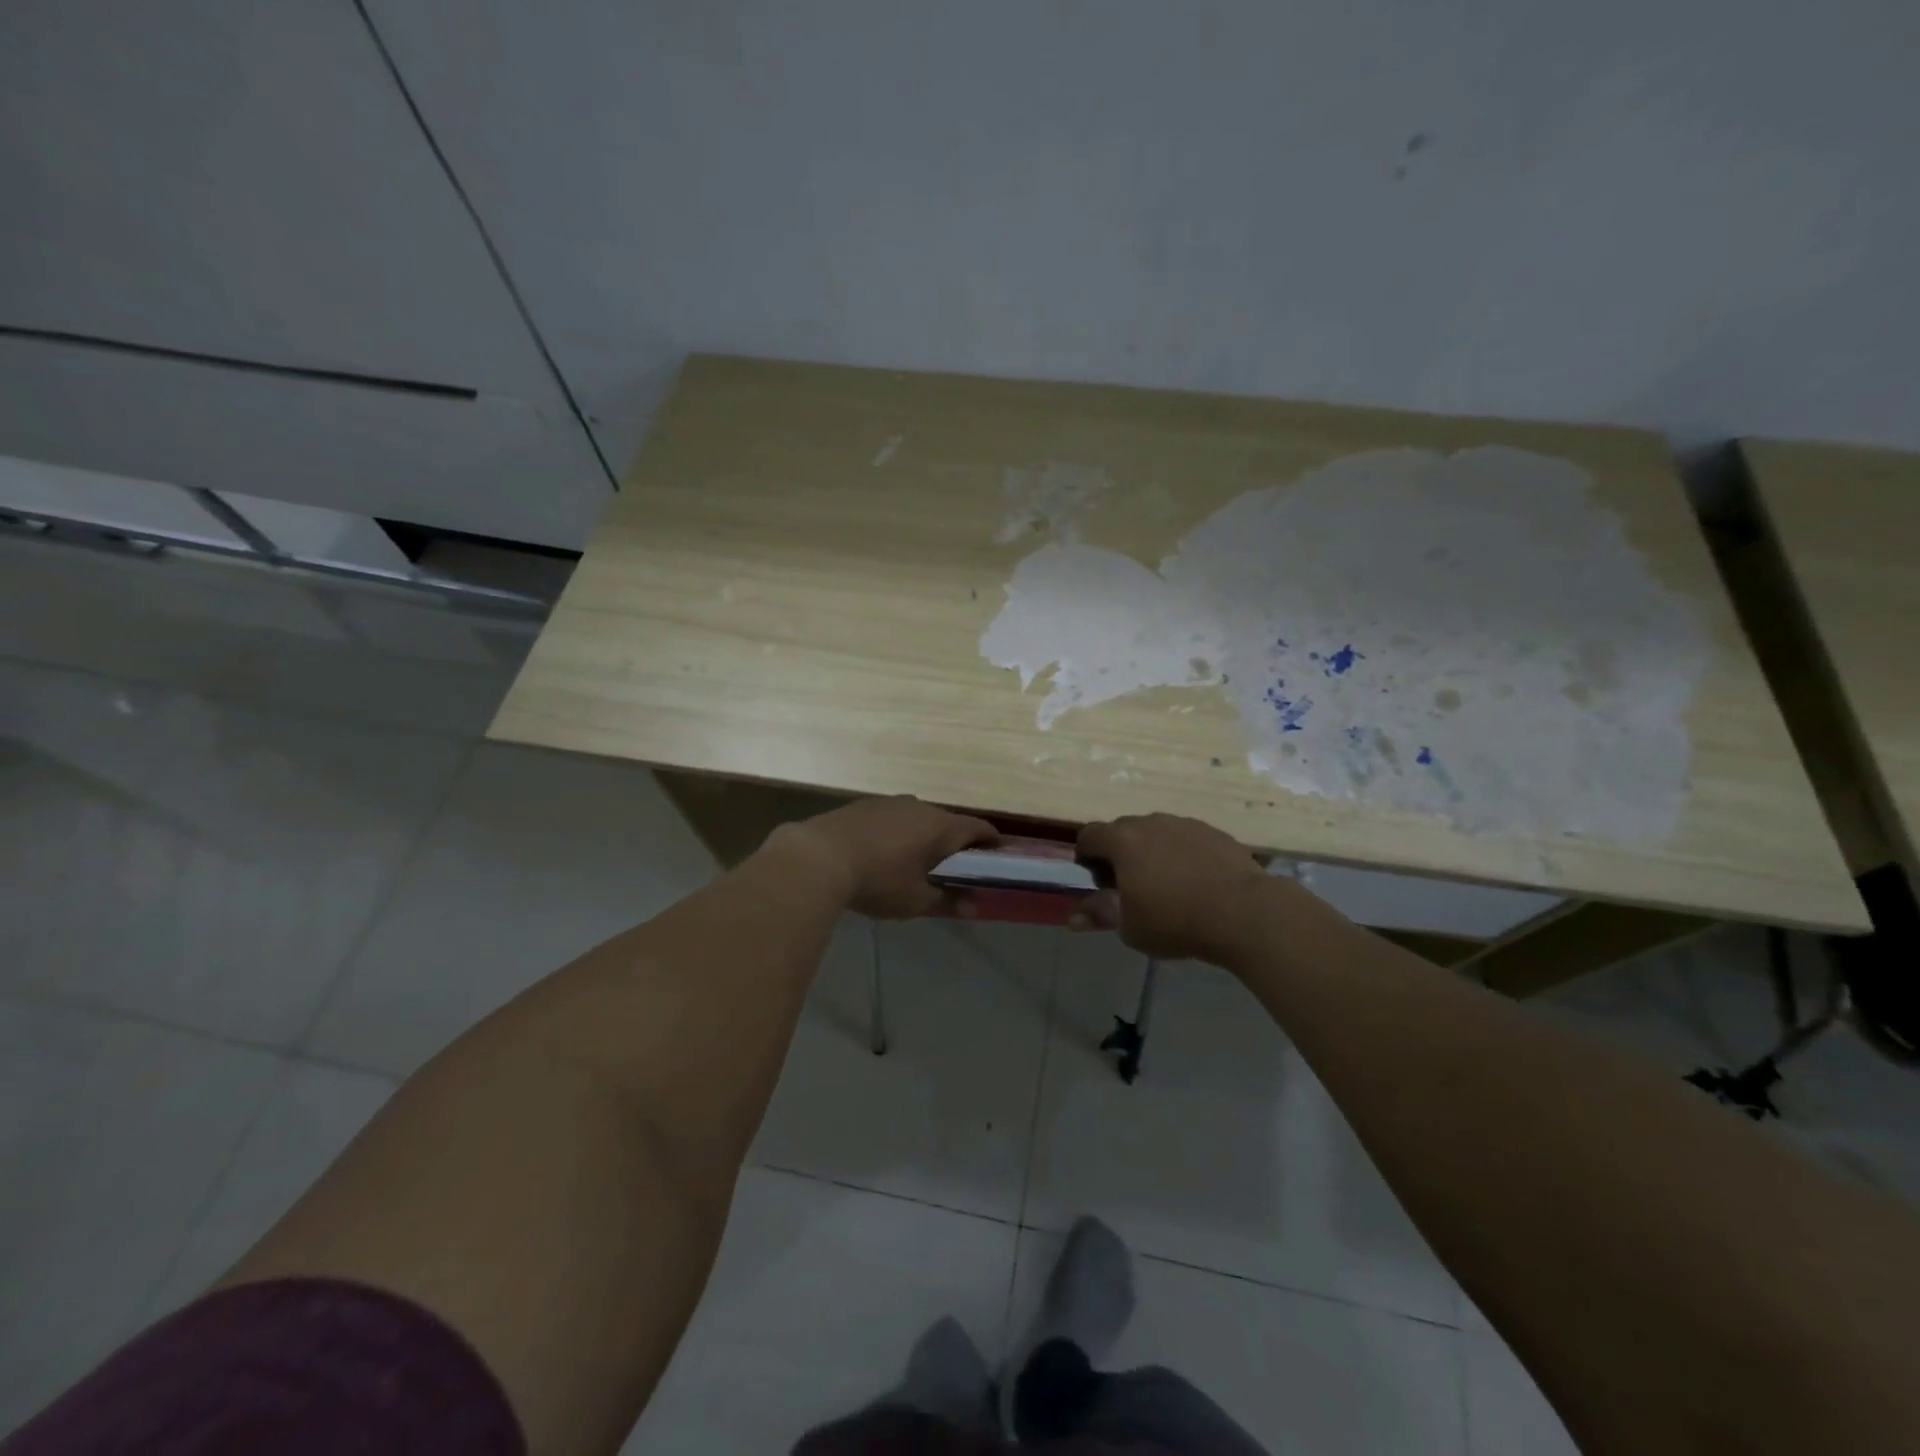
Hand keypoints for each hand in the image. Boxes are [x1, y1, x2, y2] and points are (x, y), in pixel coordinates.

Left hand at [781, 797, 997, 918]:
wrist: (817, 857)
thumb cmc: (877, 880)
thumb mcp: (915, 900)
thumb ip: (947, 901)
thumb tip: (973, 906)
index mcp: (939, 827)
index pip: (977, 827)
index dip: (990, 840)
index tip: (997, 854)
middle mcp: (919, 807)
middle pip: (947, 822)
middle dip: (954, 842)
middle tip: (956, 865)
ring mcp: (889, 803)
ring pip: (917, 818)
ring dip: (923, 836)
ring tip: (918, 860)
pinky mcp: (863, 806)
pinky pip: (892, 818)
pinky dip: (897, 833)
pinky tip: (885, 852)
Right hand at [1073, 813, 1268, 961]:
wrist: (1245, 912)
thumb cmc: (1176, 921)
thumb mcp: (1130, 926)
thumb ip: (1099, 914)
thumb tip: (1072, 917)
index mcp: (1123, 840)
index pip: (1089, 835)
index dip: (1086, 857)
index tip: (1099, 883)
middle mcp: (1151, 822)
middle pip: (1122, 830)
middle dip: (1118, 854)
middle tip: (1128, 888)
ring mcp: (1185, 824)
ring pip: (1156, 832)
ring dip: (1151, 852)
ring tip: (1165, 886)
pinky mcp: (1214, 832)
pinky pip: (1185, 838)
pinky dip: (1181, 854)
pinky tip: (1195, 882)